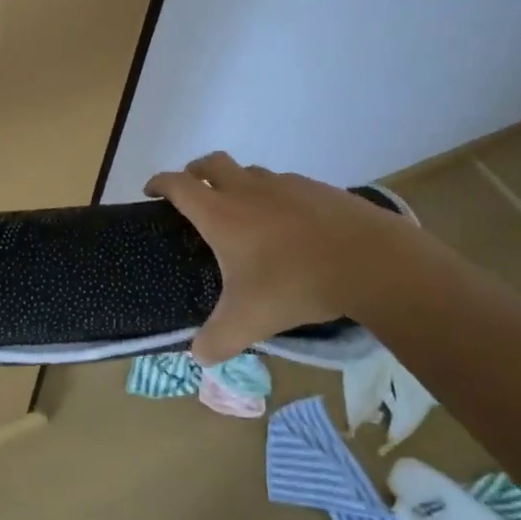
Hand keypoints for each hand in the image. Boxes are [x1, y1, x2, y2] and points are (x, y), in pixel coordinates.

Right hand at [145, 152, 429, 363]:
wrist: (368, 260)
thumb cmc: (296, 284)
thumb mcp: (249, 322)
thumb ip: (217, 341)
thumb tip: (197, 357)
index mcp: (221, 213)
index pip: (178, 184)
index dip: (159, 183)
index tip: (151, 192)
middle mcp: (247, 189)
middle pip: (210, 162)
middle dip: (195, 172)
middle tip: (193, 194)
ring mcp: (283, 184)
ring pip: (249, 172)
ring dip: (236, 182)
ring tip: (243, 213)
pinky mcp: (316, 187)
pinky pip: (284, 184)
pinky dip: (274, 195)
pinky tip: (289, 224)